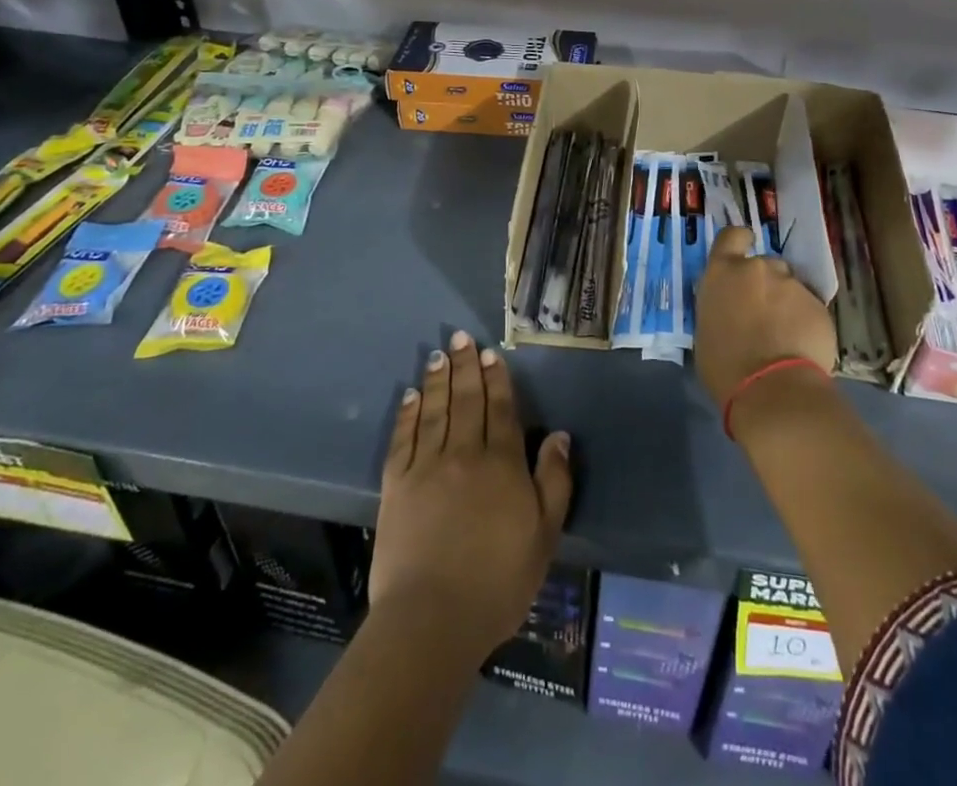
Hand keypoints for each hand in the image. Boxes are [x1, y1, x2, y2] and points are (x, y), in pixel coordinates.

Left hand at [371, 330, 572, 664]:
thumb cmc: (498, 581)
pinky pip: (403, 438)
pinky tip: (411, 395)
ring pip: (435, 411)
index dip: (496, 379)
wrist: (432, 619)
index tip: (490, 353)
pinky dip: (408, 413)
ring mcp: (427, 467)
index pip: (501, 409)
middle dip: (465, 366)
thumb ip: (554, 481)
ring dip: (437, 380)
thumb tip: (559, 435)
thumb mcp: (545, 536)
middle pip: (467, 401)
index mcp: (502, 464)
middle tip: (461, 337)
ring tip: (438, 354)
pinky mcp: (396, 485)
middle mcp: (465, 454)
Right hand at [694, 227, 836, 408]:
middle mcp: (758, 268)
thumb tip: (731, 309)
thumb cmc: (725, 365)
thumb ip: (720, 306)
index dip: (739, 240)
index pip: (731, 236)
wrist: (772, 390)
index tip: (744, 249)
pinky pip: (809, 307)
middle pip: (765, 265)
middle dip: (765, 283)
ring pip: (790, 287)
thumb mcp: (706, 329)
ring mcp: (792, 285)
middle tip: (763, 313)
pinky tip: (801, 346)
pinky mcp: (819, 305)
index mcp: (723, 272)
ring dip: (786, 303)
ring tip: (785, 335)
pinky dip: (805, 321)